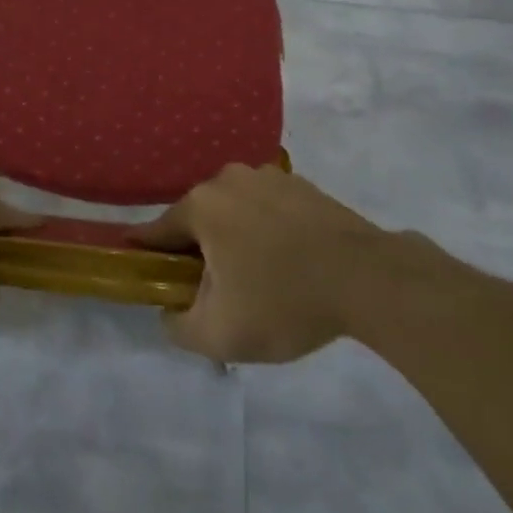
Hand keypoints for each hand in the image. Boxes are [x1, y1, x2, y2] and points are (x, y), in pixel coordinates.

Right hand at [131, 164, 436, 362]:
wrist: (369, 279)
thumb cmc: (283, 302)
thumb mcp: (219, 335)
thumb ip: (177, 326)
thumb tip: (169, 311)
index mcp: (201, 205)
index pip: (158, 230)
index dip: (147, 252)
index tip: (143, 268)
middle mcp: (227, 179)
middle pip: (199, 220)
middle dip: (200, 252)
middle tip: (215, 291)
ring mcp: (268, 177)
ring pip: (235, 212)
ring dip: (235, 239)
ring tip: (258, 279)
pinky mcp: (302, 185)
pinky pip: (268, 209)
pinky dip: (268, 231)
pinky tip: (288, 262)